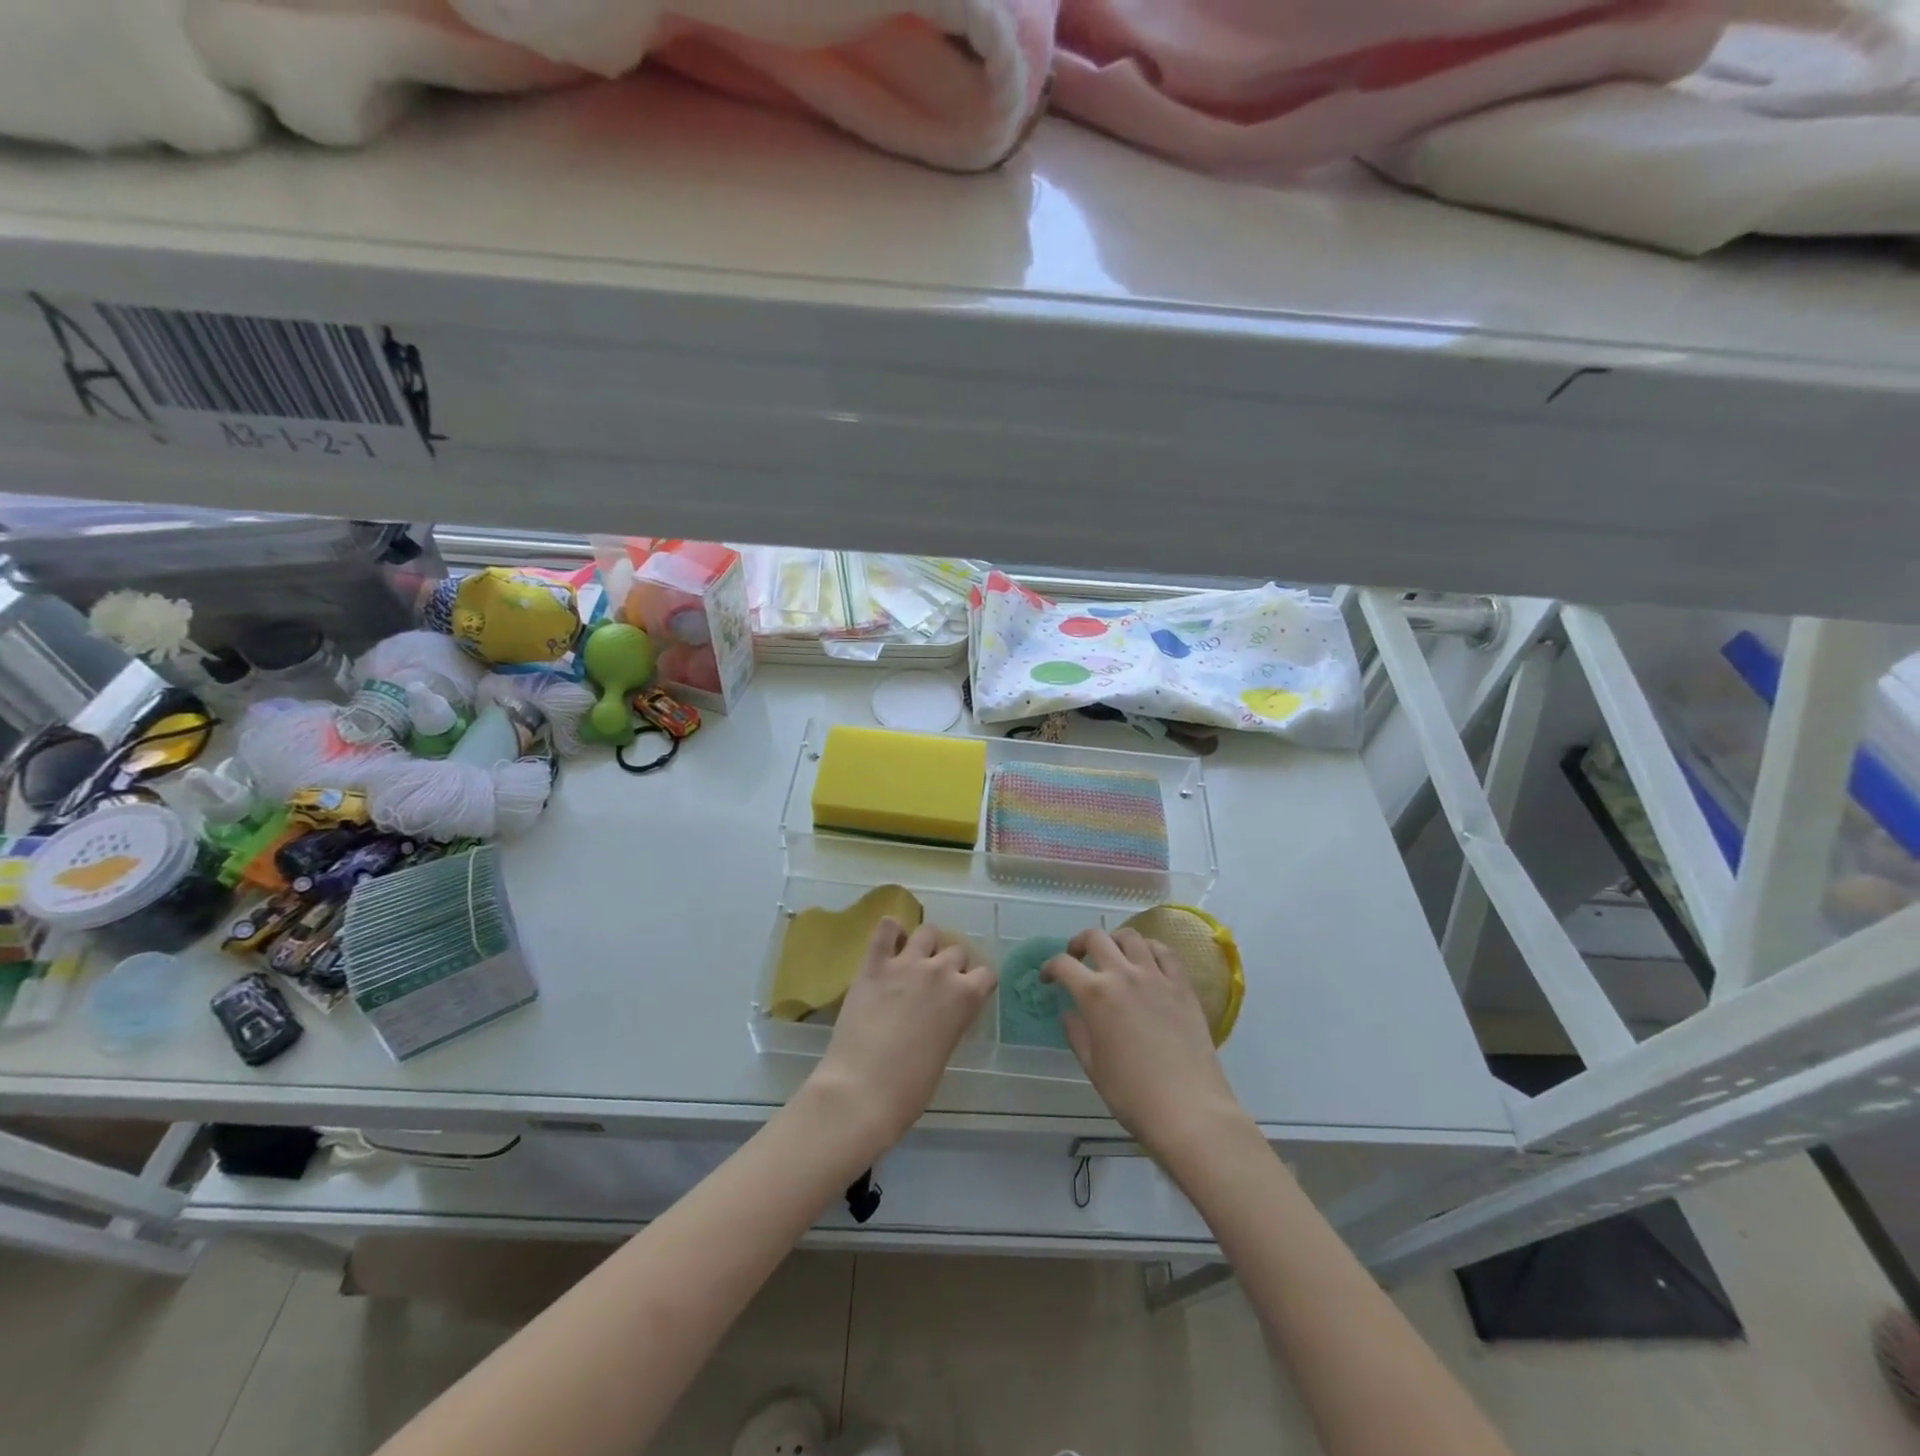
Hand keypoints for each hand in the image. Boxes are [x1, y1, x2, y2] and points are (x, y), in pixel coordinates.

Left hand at [809, 919, 995, 1158]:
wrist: (863, 1089)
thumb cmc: (910, 1087)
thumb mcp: (945, 1051)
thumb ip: (949, 1021)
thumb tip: (940, 1014)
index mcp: (966, 997)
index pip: (986, 974)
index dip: (976, 983)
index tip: (967, 993)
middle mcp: (941, 971)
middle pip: (957, 951)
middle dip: (950, 964)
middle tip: (936, 984)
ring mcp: (907, 963)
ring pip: (927, 932)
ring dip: (925, 944)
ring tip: (914, 960)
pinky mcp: (874, 963)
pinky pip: (886, 928)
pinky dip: (891, 931)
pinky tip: (889, 943)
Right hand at [1044, 928, 1247, 1156]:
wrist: (1189, 1110)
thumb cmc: (1133, 1095)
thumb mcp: (1093, 1067)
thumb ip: (1077, 1034)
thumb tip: (1070, 1014)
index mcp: (1096, 995)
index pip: (1063, 965)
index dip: (1050, 967)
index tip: (1047, 978)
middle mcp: (1124, 975)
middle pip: (1096, 938)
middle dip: (1079, 943)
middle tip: (1076, 958)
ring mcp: (1156, 977)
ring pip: (1131, 937)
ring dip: (1114, 940)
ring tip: (1112, 955)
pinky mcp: (1183, 986)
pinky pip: (1165, 952)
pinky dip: (1149, 948)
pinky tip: (1146, 960)